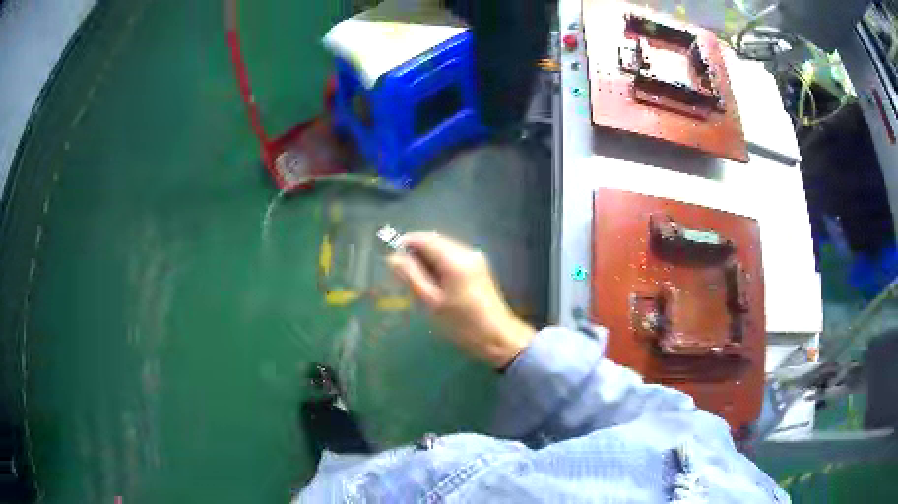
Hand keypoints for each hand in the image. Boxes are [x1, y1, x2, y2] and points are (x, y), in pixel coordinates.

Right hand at [387, 232, 535, 368]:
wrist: (497, 337)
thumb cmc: (462, 324)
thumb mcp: (432, 303)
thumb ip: (411, 277)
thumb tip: (393, 258)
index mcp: (455, 260)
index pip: (425, 239)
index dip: (405, 244)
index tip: (392, 259)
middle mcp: (467, 252)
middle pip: (435, 241)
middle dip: (416, 252)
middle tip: (402, 274)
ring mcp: (476, 258)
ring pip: (444, 248)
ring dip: (428, 259)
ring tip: (417, 282)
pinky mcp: (479, 267)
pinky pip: (453, 257)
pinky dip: (440, 264)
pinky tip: (434, 283)